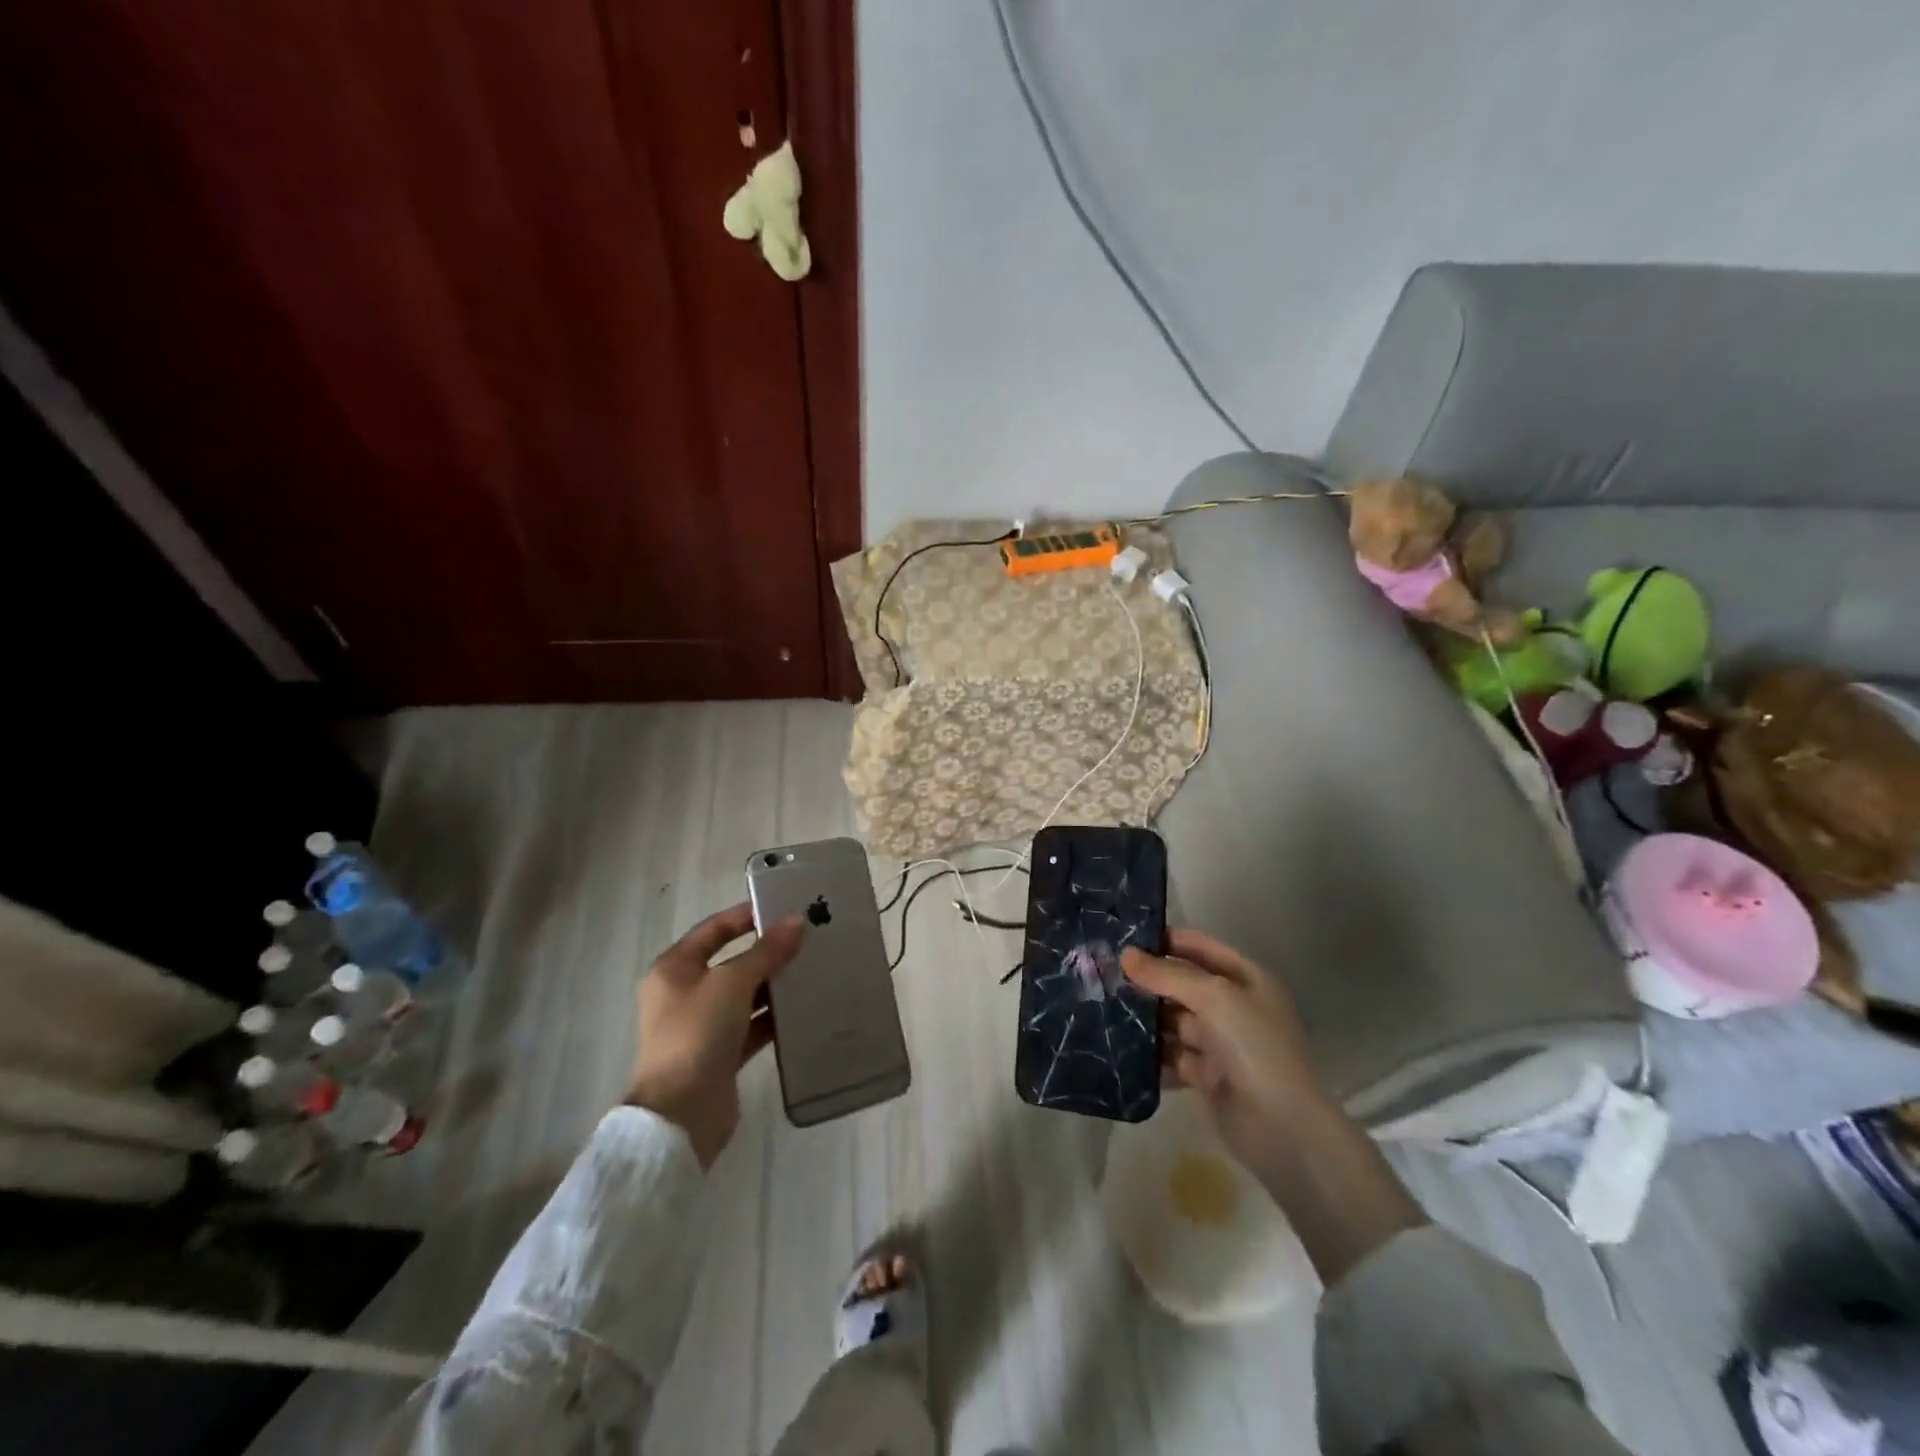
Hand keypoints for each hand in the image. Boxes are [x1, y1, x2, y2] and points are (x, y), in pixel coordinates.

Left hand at [628, 902, 804, 1169]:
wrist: (681, 1114)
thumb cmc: (698, 1033)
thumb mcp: (733, 982)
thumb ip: (766, 952)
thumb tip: (797, 922)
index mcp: (674, 969)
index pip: (714, 930)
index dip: (746, 916)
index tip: (784, 909)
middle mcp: (685, 994)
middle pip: (731, 962)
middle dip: (767, 952)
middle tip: (807, 941)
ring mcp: (702, 1026)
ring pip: (744, 995)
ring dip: (774, 985)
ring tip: (812, 971)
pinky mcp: (721, 1054)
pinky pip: (752, 1026)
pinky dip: (773, 1018)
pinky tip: (804, 1009)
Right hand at [1121, 928, 1330, 1184]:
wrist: (1281, 1127)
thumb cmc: (1254, 1046)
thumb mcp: (1213, 997)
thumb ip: (1167, 974)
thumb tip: (1126, 954)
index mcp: (1247, 980)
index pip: (1201, 948)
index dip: (1167, 940)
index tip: (1125, 936)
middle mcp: (1234, 1007)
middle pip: (1184, 984)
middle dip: (1149, 979)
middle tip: (1104, 971)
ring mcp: (1221, 1043)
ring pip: (1174, 1020)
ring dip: (1145, 1016)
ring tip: (1102, 1005)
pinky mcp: (1206, 1076)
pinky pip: (1172, 1055)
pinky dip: (1149, 1052)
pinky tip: (1117, 1043)